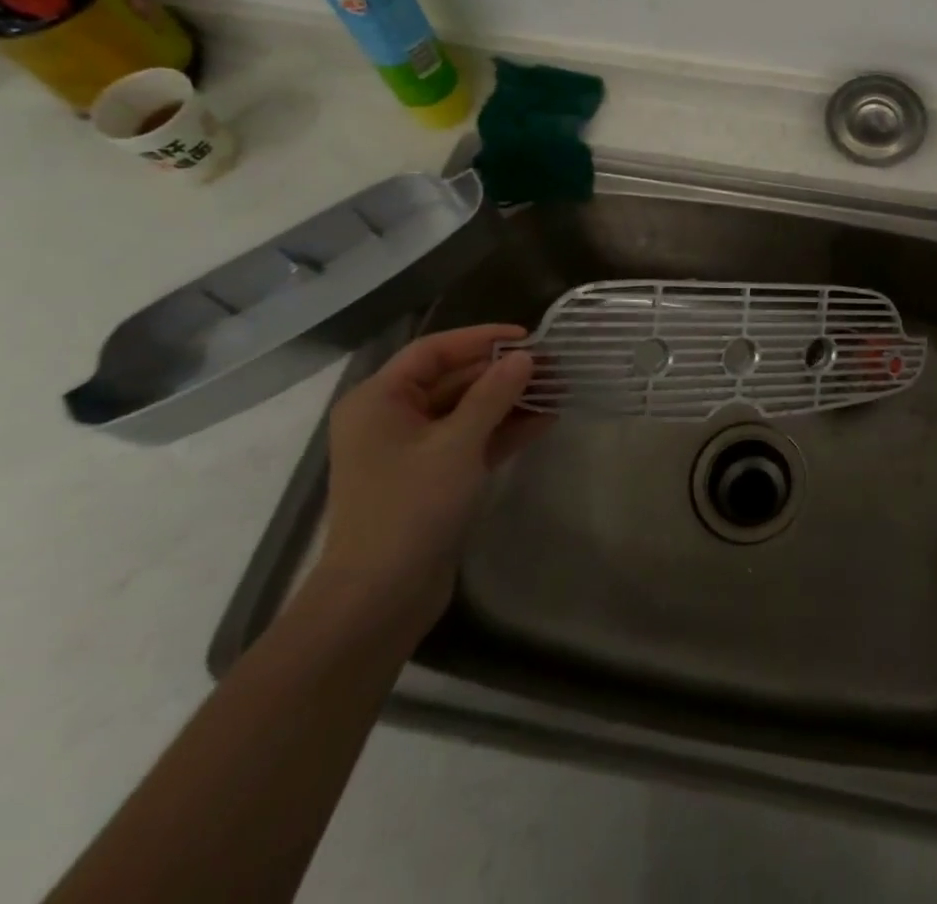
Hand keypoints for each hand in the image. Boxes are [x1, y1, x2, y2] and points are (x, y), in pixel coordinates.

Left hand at [315, 325, 545, 639]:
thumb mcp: (457, 444)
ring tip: (557, 389)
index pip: (434, 351)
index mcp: (379, 400)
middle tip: (552, 365)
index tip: (528, 337)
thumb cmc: (410, 508)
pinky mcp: (433, 477)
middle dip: (502, 373)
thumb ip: (493, 395)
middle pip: (453, 379)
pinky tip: (544, 420)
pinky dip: (503, 430)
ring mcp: (412, 450)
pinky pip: (471, 440)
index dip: (481, 339)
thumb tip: (524, 357)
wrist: (380, 598)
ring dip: (509, 401)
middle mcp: (391, 418)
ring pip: (467, 411)